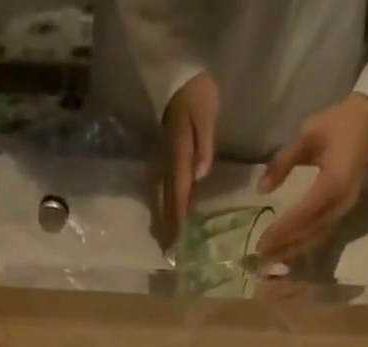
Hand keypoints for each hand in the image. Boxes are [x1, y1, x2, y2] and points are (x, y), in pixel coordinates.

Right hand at [158, 71, 218, 246]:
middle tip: (167, 251)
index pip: (179, 192)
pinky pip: (163, 185)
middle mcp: (169, 161)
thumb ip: (204, 143)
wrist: (178, 73)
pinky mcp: (165, 155)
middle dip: (167, 225)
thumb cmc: (196, 93)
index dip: (178, 217)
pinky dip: (164, 203)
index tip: (176, 241)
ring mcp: (165, 159)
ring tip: (163, 239)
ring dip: (163, 218)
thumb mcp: (206, 114)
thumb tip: (200, 175)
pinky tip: (165, 214)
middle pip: (167, 199)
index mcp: (180, 155)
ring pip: (162, 195)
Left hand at [256, 93, 367, 261]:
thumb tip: (261, 189)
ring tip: (270, 260)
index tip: (262, 242)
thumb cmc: (339, 123)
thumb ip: (283, 161)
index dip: (282, 230)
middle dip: (284, 247)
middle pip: (308, 233)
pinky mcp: (343, 212)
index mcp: (333, 182)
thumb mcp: (308, 134)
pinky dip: (303, 245)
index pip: (303, 214)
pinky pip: (321, 234)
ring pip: (315, 238)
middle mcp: (340, 203)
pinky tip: (288, 252)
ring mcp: (344, 210)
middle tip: (261, 258)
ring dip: (292, 251)